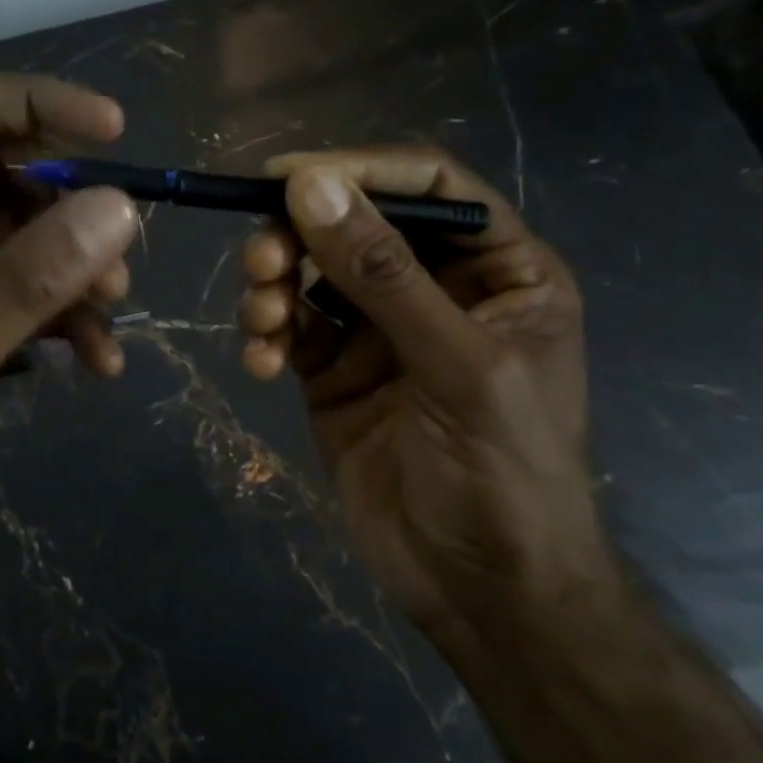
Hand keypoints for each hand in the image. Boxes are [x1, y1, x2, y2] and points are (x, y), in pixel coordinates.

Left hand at [0, 74, 138, 566]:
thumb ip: (28, 283)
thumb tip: (118, 208)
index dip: (33, 104)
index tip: (110, 128)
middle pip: (0, 169)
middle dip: (68, 204)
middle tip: (121, 246)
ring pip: (22, 228)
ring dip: (74, 264)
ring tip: (110, 310)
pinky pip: (24, 283)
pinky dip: (64, 310)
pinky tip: (97, 357)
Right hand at [237, 147, 614, 642]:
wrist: (479, 594)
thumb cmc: (503, 475)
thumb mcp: (456, 366)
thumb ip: (383, 274)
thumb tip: (309, 185)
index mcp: (497, 270)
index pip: (428, 185)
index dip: (359, 169)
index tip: (285, 176)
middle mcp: (435, 287)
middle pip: (354, 223)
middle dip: (300, 235)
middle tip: (262, 262)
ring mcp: (378, 329)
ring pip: (310, 271)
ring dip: (273, 284)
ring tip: (261, 319)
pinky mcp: (332, 368)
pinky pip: (288, 326)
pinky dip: (265, 335)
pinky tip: (259, 364)